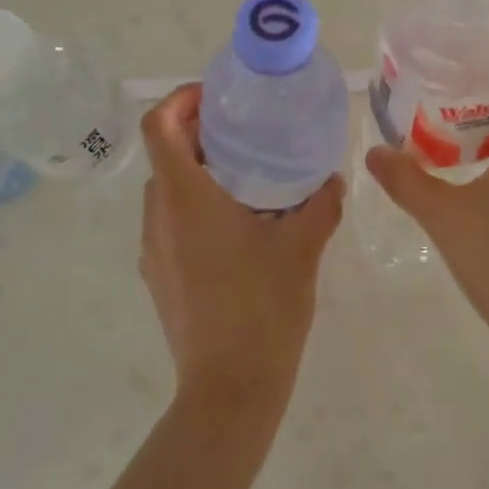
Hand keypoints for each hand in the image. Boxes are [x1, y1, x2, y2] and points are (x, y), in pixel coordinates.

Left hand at [139, 84, 343, 429]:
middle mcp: (159, 217)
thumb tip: (333, 179)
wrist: (229, 391)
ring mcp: (154, 249)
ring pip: (168, 191)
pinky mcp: (159, 276)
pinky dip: (197, 207)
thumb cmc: (262, 308)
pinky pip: (172, 223)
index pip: (160, 126)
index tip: (217, 97)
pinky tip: (241, 228)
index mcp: (185, 198)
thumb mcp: (302, 248)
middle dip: (200, 134)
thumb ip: (320, 205)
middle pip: (165, 155)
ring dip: (200, 173)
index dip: (181, 99)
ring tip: (250, 177)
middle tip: (247, 133)